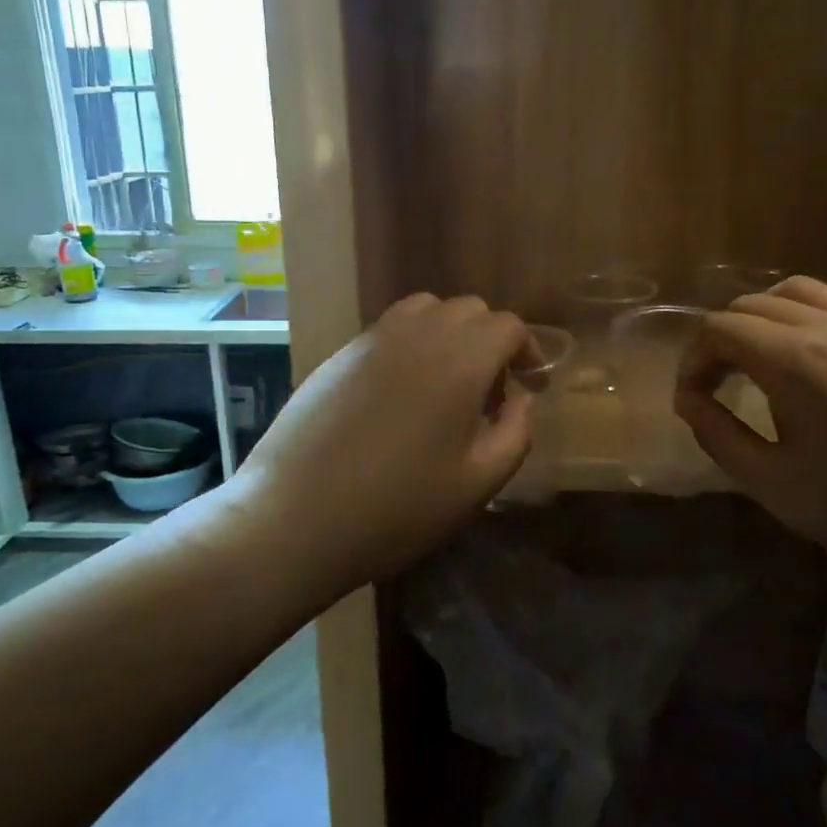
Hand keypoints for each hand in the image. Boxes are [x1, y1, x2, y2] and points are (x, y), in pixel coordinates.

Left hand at [230, 294, 540, 591]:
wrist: (294, 517)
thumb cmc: (397, 508)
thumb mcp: (477, 483)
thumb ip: (515, 433)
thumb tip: (520, 401)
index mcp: (459, 360)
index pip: (507, 326)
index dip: (528, 350)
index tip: (532, 384)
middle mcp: (417, 334)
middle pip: (469, 310)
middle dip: (491, 341)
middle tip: (492, 391)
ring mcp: (372, 339)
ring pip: (426, 310)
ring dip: (450, 334)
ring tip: (448, 383)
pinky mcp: (340, 353)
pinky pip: (390, 328)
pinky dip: (413, 342)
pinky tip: (403, 392)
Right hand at [674, 276, 826, 594]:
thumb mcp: (772, 483)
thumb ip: (717, 434)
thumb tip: (689, 399)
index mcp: (794, 360)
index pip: (720, 328)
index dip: (693, 360)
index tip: (693, 398)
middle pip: (751, 304)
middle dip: (720, 339)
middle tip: (717, 384)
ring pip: (795, 292)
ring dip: (761, 318)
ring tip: (757, 360)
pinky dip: (801, 318)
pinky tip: (807, 364)